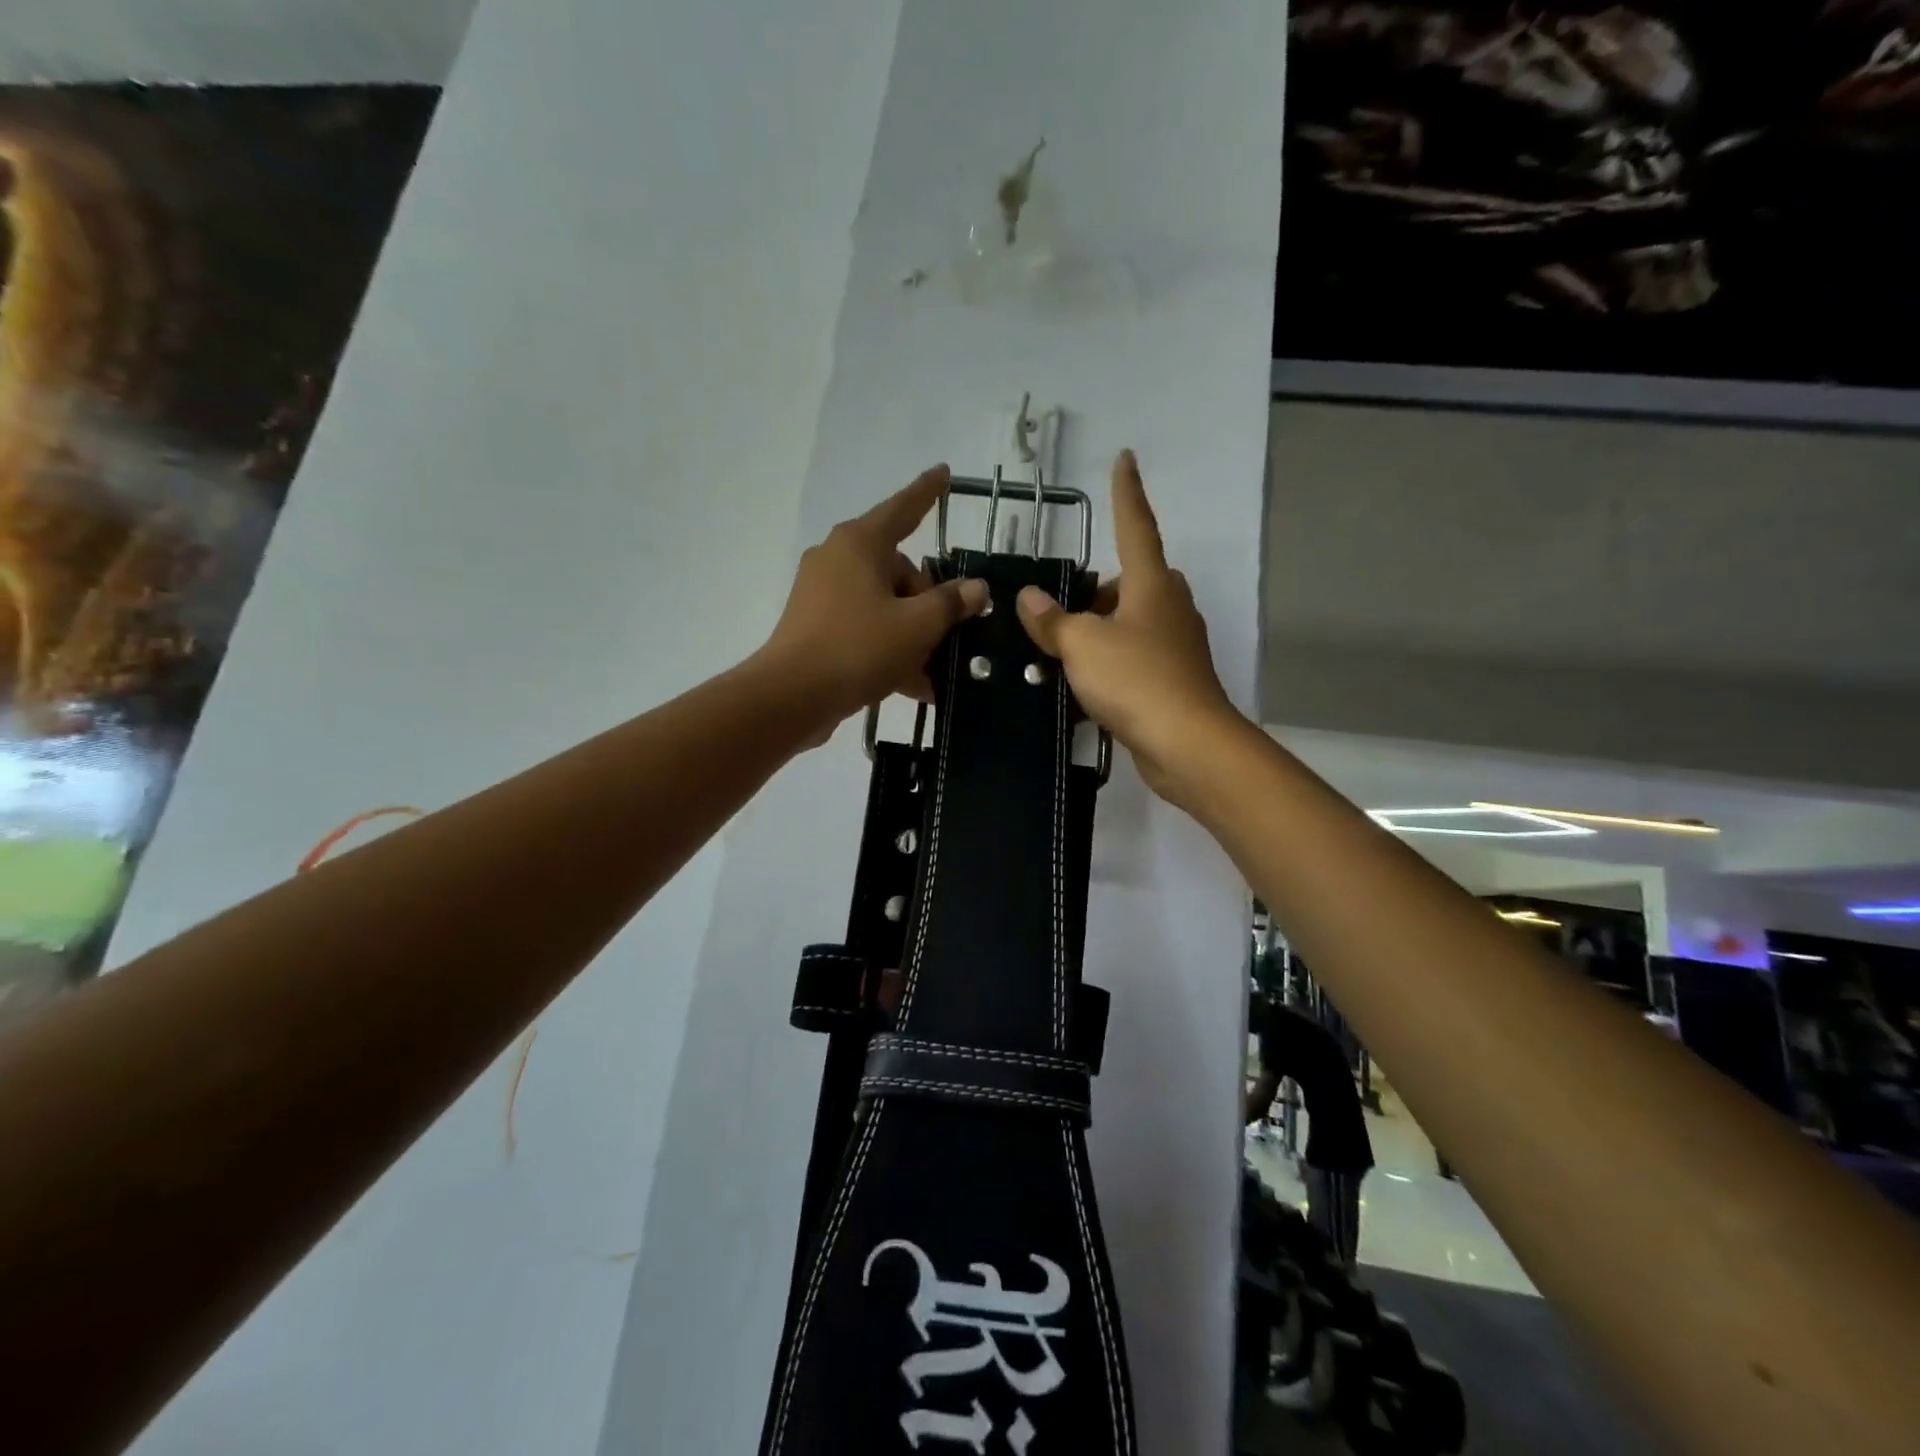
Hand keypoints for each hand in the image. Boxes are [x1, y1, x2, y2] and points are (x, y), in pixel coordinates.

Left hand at [758, 466, 988, 734]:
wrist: (791, 697)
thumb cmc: (858, 648)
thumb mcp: (917, 626)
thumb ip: (951, 603)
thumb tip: (976, 588)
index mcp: (860, 544)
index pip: (903, 508)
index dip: (928, 491)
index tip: (945, 472)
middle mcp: (838, 559)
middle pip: (899, 570)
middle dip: (928, 603)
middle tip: (947, 636)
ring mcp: (823, 593)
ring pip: (884, 604)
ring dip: (913, 634)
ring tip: (936, 671)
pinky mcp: (816, 626)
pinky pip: (865, 627)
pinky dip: (889, 648)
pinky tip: (915, 685)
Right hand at [1016, 450, 1240, 804]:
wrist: (1186, 744)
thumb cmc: (1136, 679)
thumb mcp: (1082, 645)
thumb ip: (1052, 620)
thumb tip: (1030, 598)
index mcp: (1152, 585)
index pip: (1135, 526)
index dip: (1126, 493)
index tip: (1126, 458)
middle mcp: (1169, 609)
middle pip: (1134, 582)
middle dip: (1101, 590)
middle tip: (1063, 609)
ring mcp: (1175, 647)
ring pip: (1132, 625)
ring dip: (1101, 633)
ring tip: (1058, 654)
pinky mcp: (1174, 683)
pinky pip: (1134, 662)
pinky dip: (1109, 667)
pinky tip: (1078, 690)